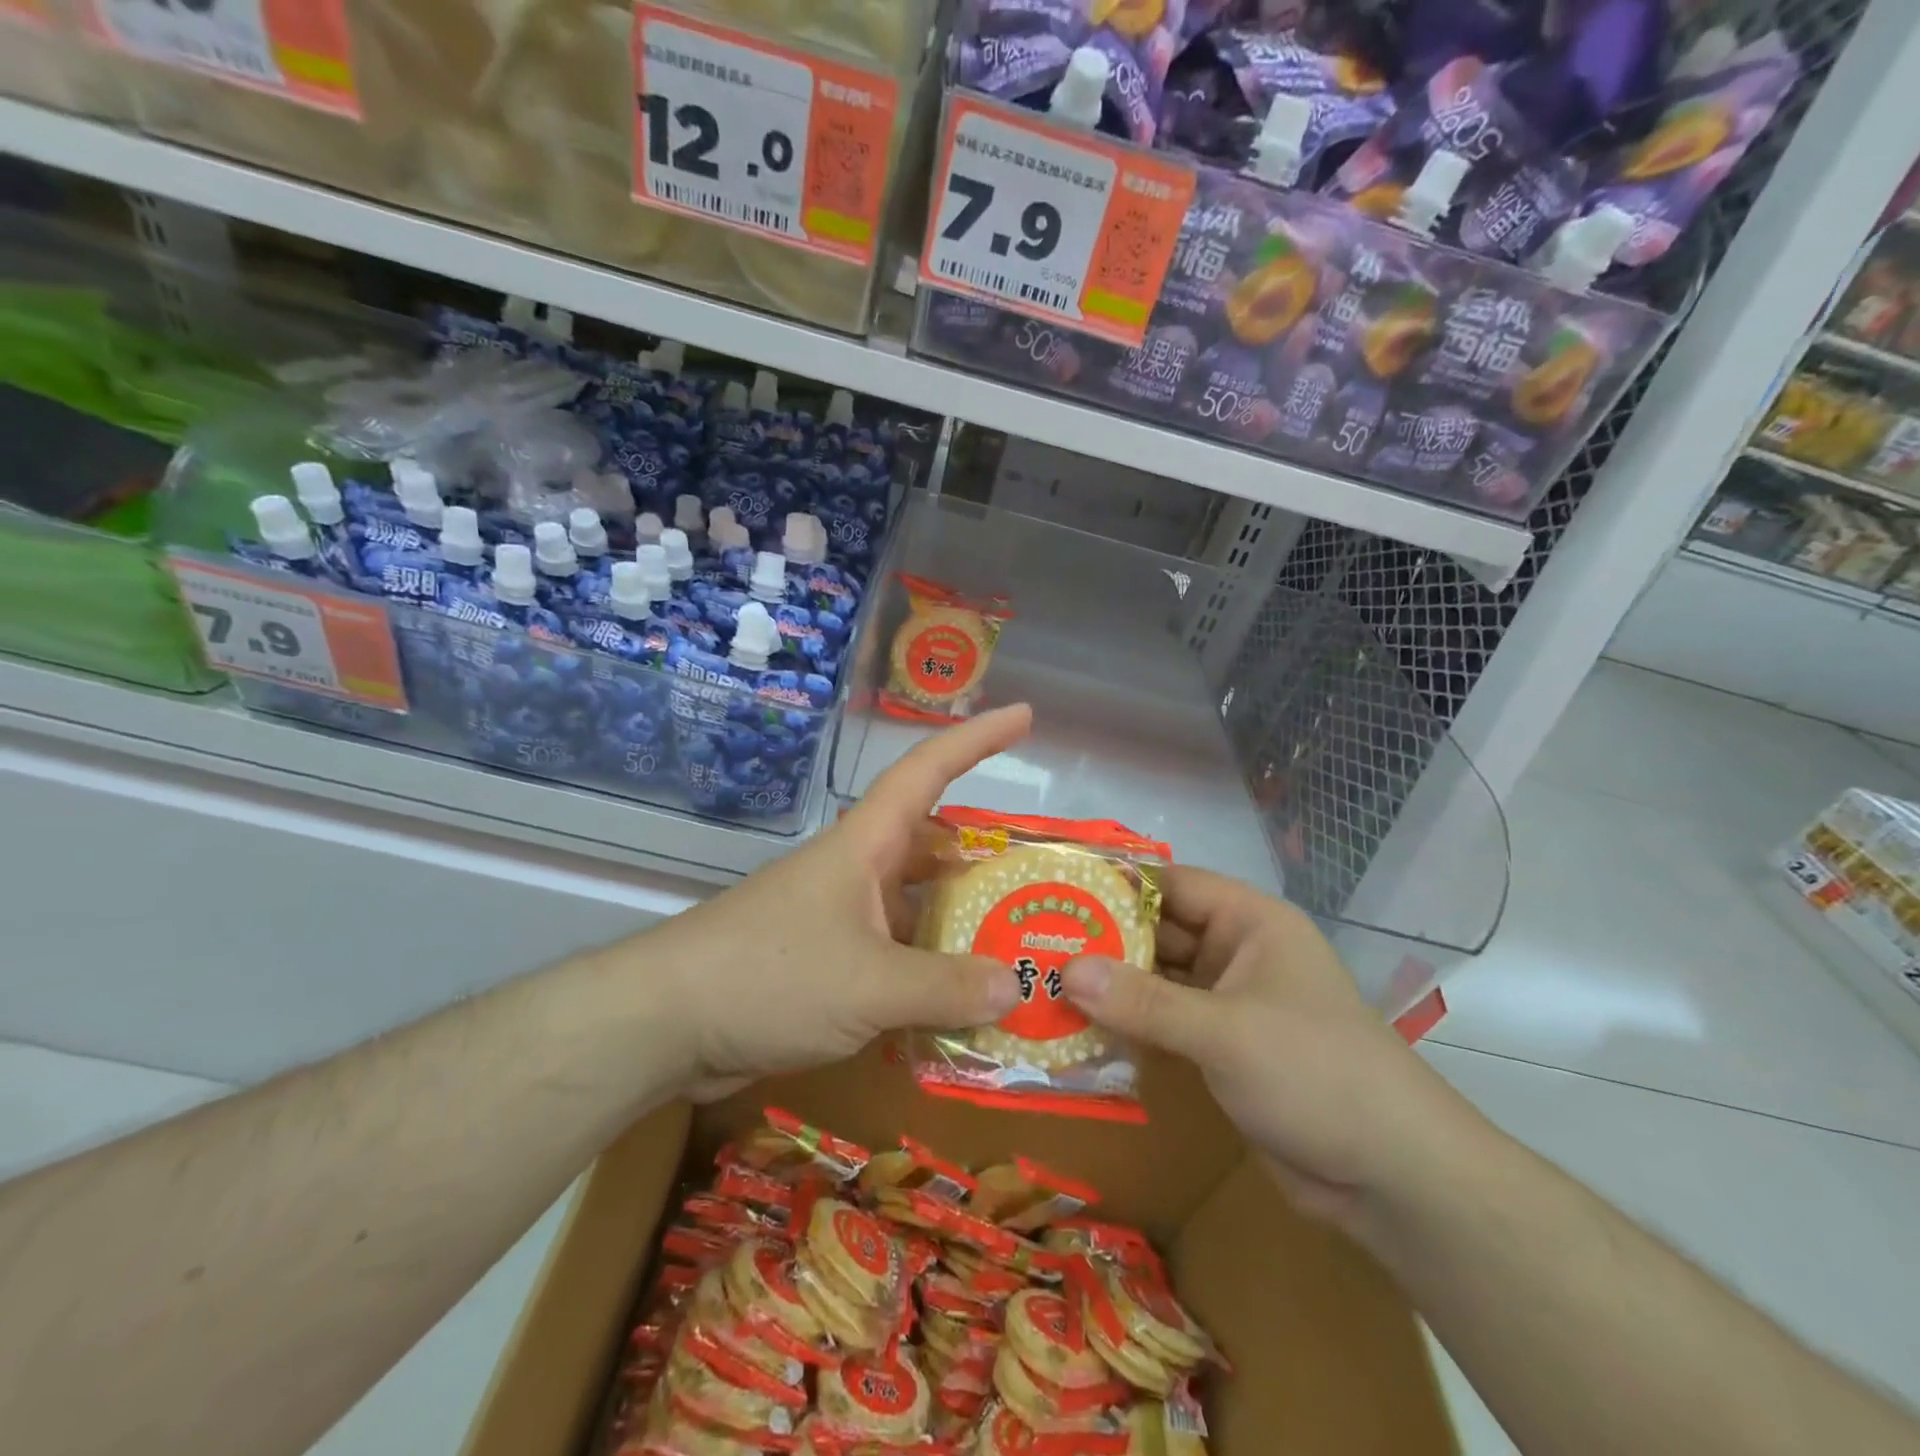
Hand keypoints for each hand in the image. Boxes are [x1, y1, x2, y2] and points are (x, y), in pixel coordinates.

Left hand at [652, 705, 1031, 1099]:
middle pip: (933, 846)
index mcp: (866, 846)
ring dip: (960, 922)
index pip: (929, 771)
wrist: (665, 1022)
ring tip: (1018, 944)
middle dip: (984, 854)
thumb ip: (944, 986)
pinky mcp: (826, 962)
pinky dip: (929, 970)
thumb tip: (1016, 985)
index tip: (1024, 715)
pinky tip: (960, 1002)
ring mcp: (840, 917)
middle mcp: (857, 871)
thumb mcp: (868, 984)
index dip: (978, 738)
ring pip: (916, 906)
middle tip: (1040, 877)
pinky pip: (895, 954)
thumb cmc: (768, 976)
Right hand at [1062, 867, 1479, 1231]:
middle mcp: (1236, 953)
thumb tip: (1064, 970)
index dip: (1114, 884)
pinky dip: (1128, 1026)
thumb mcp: (1224, 1032)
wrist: (1393, 1177)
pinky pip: (1164, 1024)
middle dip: (1101, 940)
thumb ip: (1143, 1002)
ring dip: (1110, 987)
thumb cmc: (1315, 1073)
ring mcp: (1228, 1003)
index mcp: (1249, 923)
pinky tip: (1077, 1031)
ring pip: (1157, 982)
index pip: (1170, 885)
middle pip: (1157, 933)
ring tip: (1041, 984)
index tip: (1053, 889)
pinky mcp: (1220, 1049)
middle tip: (1032, 943)